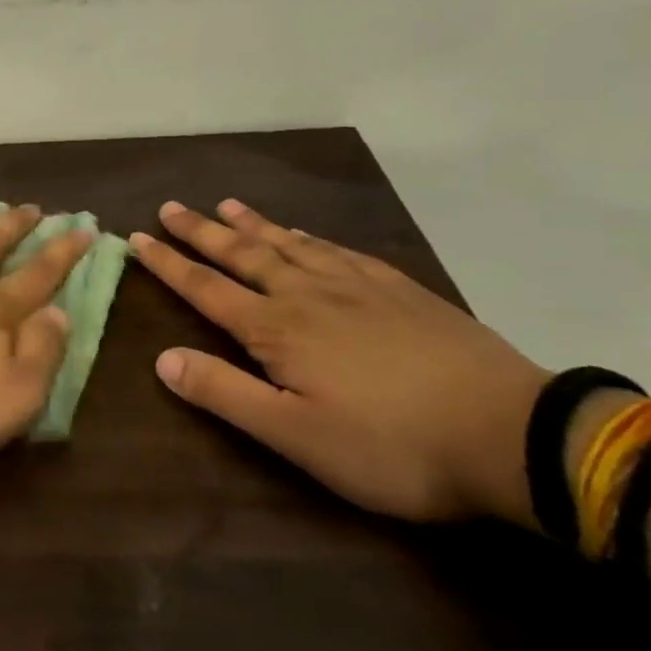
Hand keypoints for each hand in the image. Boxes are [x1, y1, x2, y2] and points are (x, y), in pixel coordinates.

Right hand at [132, 199, 549, 524]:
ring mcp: (359, 288)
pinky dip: (310, 238)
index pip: (207, 288)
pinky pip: (340, 251)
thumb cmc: (392, 445)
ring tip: (227, 205)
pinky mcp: (402, 291)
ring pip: (291, 246)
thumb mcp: (296, 435)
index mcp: (278, 329)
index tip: (137, 238)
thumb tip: (162, 359)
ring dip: (253, 225)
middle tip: (171, 207)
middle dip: (202, 232)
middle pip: (244, 255)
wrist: (514, 436)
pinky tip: (306, 236)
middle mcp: (309, 296)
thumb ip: (225, 394)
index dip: (169, 264)